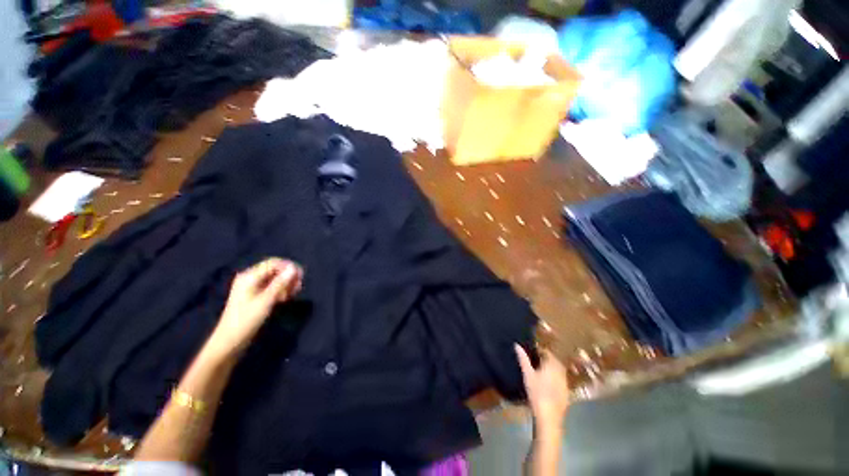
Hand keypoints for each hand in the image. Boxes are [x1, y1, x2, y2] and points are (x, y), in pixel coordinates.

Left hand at [211, 258, 302, 353]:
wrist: (230, 342)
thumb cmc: (246, 320)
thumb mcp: (266, 300)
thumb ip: (280, 283)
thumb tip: (294, 268)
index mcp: (250, 276)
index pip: (273, 263)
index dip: (289, 267)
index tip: (301, 276)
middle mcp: (251, 278)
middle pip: (275, 270)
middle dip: (288, 276)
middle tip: (299, 287)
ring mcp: (253, 288)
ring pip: (275, 279)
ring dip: (286, 284)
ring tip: (293, 294)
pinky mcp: (255, 296)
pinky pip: (272, 287)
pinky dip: (281, 290)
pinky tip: (286, 298)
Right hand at [515, 345, 569, 431]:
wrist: (549, 415)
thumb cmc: (536, 392)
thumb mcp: (527, 374)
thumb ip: (523, 359)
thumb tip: (517, 345)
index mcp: (552, 364)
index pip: (547, 352)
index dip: (539, 351)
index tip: (531, 352)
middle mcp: (561, 371)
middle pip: (554, 361)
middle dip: (545, 359)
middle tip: (535, 361)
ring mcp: (565, 382)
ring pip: (558, 370)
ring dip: (551, 369)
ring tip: (540, 372)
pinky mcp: (567, 392)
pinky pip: (561, 380)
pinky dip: (555, 379)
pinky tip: (548, 385)